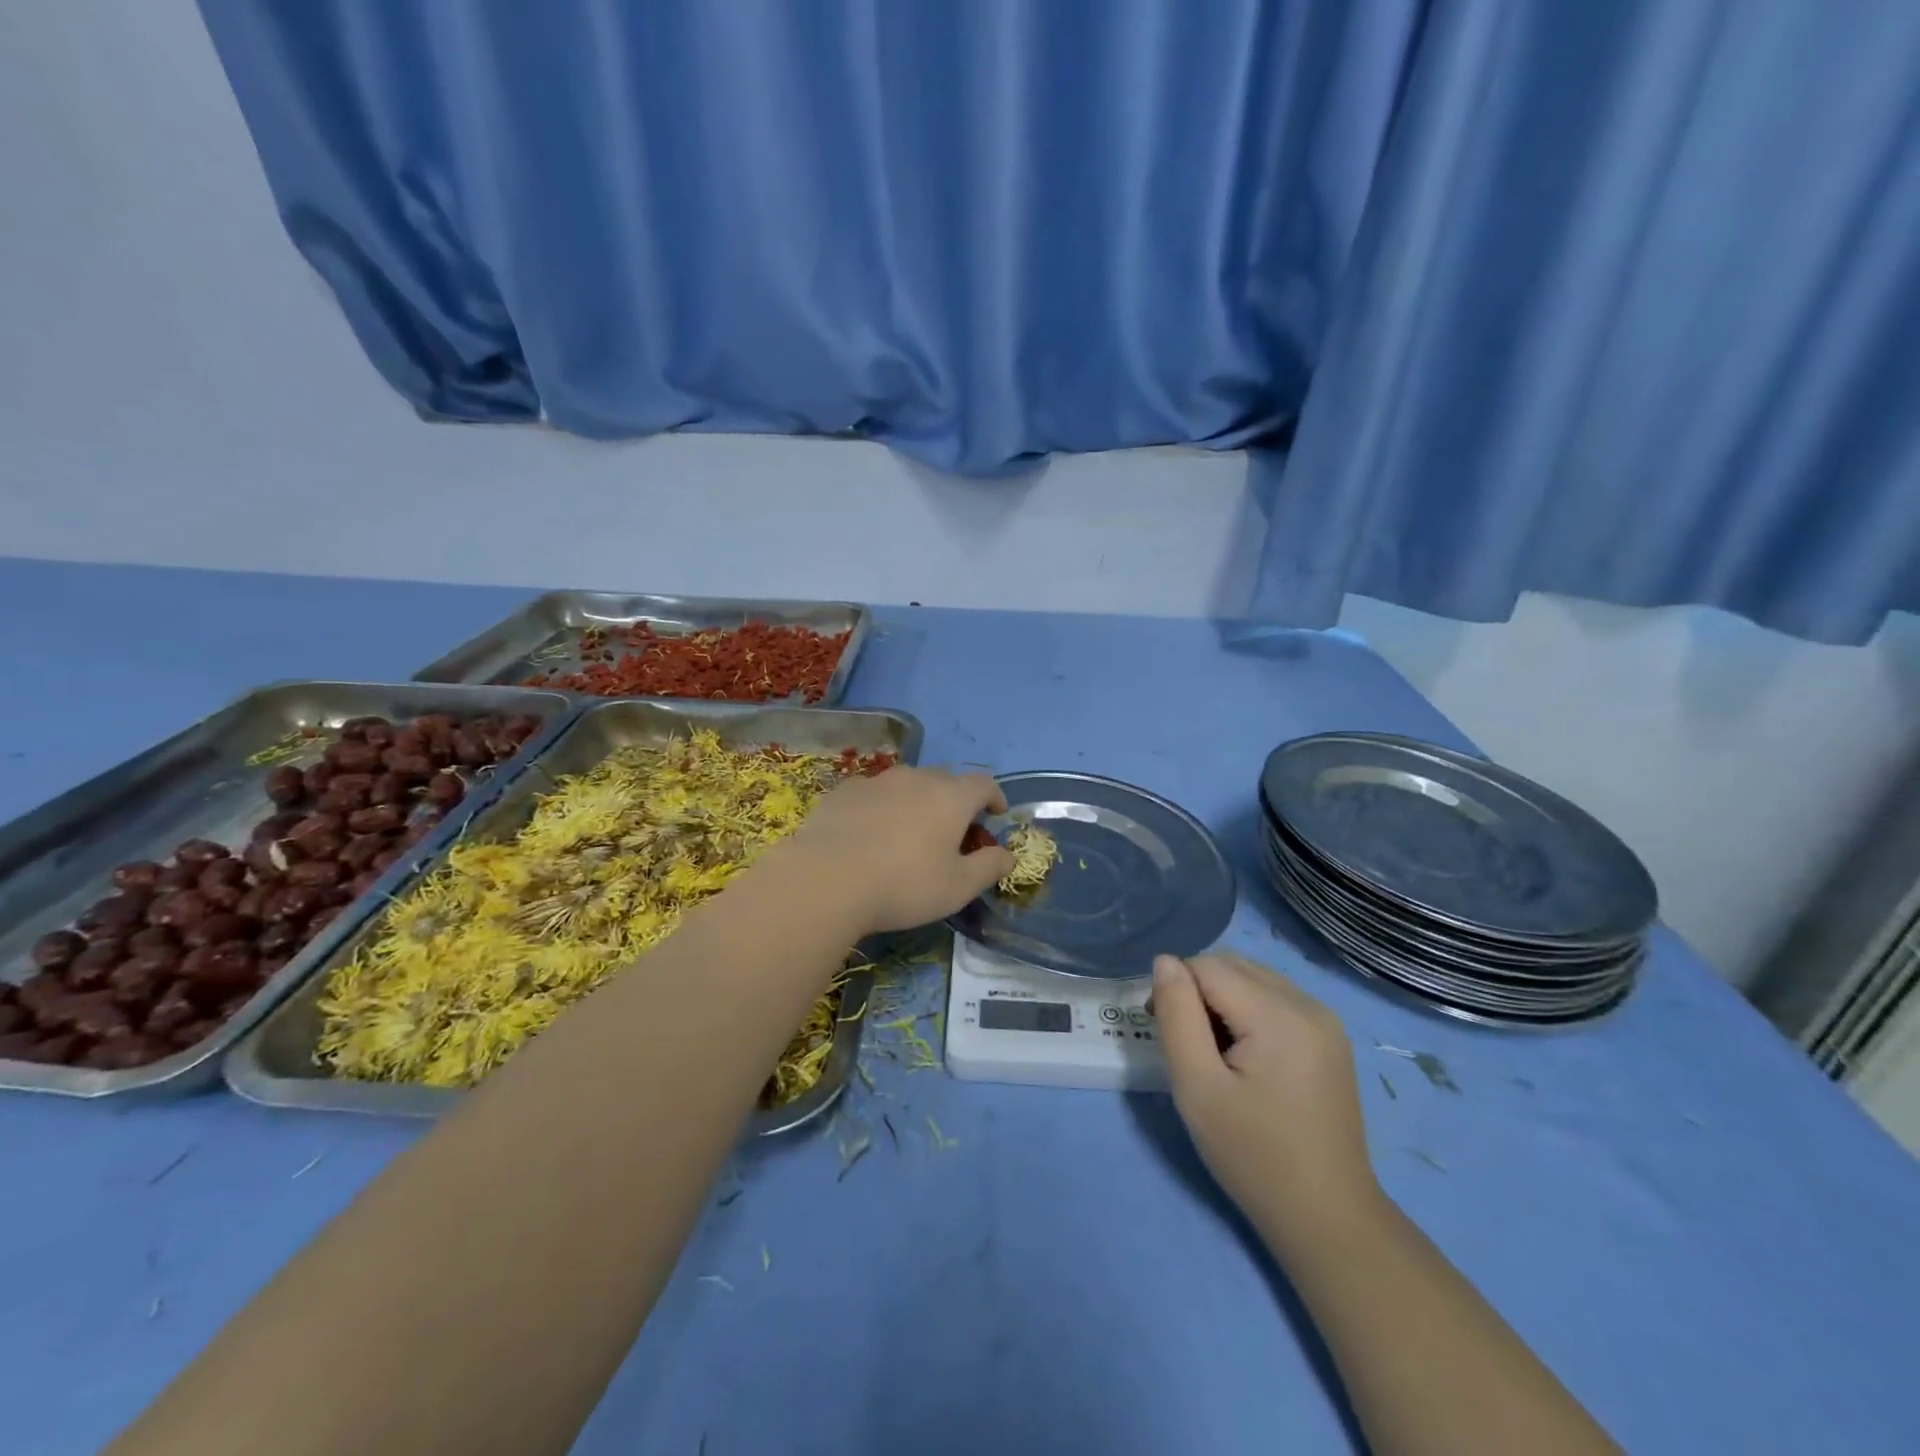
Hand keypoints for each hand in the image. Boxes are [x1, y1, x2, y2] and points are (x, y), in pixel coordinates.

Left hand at [781, 766, 1015, 934]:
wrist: (827, 878)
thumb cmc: (904, 885)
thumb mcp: (958, 887)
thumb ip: (989, 868)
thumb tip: (1009, 855)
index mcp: (951, 797)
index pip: (983, 784)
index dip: (994, 796)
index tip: (995, 813)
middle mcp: (917, 779)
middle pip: (945, 780)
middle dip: (955, 800)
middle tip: (952, 829)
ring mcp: (877, 781)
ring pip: (907, 783)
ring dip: (917, 800)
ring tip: (909, 830)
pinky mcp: (844, 791)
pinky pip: (873, 793)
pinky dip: (881, 807)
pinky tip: (870, 833)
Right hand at [1151, 952, 1378, 1246]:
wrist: (1326, 1218)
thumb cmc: (1252, 1156)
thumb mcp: (1197, 1087)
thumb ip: (1177, 1015)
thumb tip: (1164, 962)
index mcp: (1279, 1015)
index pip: (1207, 966)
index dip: (1175, 990)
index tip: (1163, 1033)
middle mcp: (1308, 1004)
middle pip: (1232, 965)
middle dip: (1197, 990)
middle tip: (1186, 1044)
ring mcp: (1325, 1020)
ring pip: (1253, 977)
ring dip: (1222, 998)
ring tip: (1215, 1052)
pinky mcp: (1330, 1037)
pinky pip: (1275, 998)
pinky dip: (1248, 1010)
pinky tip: (1245, 1055)